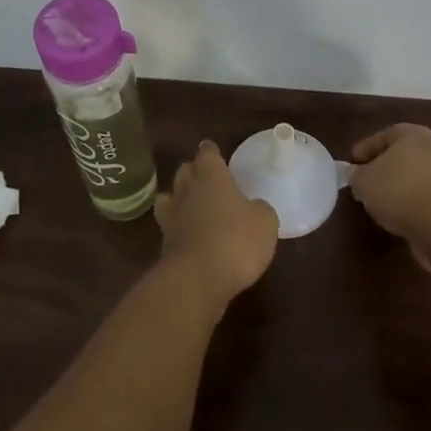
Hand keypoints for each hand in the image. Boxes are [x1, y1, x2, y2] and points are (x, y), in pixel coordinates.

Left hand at [154, 141, 278, 304]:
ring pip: (170, 197)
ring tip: (190, 204)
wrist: (197, 280)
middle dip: (193, 171)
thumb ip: (259, 210)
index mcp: (212, 178)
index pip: (207, 155)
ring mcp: (172, 218)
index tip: (212, 150)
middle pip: (184, 171)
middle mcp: (188, 192)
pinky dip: (178, 228)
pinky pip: (170, 227)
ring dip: (178, 198)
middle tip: (204, 177)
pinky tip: (189, 235)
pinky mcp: (165, 246)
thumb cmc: (236, 241)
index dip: (211, 152)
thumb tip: (253, 208)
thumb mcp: (265, 222)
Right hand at [350, 124, 430, 268]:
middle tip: (368, 181)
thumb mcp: (364, 181)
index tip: (352, 164)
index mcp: (413, 134)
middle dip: (386, 167)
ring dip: (402, 187)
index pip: (385, 135)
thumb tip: (356, 173)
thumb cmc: (399, 191)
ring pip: (419, 176)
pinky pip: (430, 197)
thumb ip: (357, 175)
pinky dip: (416, 203)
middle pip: (405, 155)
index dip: (366, 149)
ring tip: (384, 203)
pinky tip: (402, 216)